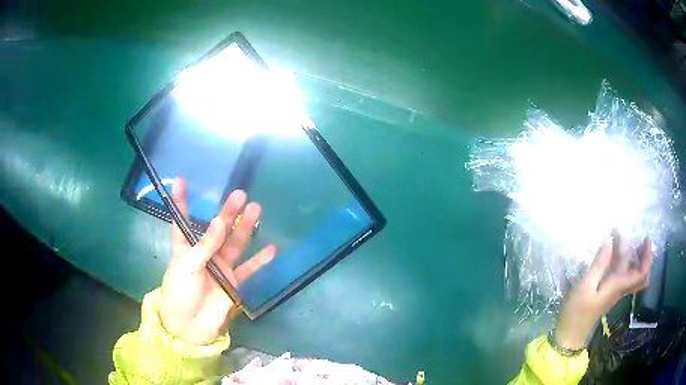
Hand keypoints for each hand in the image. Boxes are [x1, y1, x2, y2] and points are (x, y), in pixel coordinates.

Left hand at [159, 178, 275, 344]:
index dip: (181, 202)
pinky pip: (249, 269)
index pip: (182, 221)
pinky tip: (271, 249)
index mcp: (185, 248)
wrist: (190, 326)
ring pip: (235, 243)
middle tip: (239, 195)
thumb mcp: (186, 265)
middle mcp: (204, 254)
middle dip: (227, 212)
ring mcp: (221, 268)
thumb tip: (220, 222)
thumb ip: (205, 245)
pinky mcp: (233, 283)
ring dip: (245, 228)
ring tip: (256, 210)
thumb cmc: (180, 292)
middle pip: (216, 229)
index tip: (180, 181)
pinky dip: (260, 260)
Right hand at [554, 234, 650, 349]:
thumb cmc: (577, 311)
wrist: (570, 333)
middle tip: (640, 239)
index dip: (647, 255)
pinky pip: (624, 276)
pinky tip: (616, 254)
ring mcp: (615, 291)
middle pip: (641, 275)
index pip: (641, 273)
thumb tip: (608, 240)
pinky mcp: (609, 292)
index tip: (645, 238)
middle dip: (644, 257)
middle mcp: (621, 288)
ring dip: (635, 258)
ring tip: (628, 241)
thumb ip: (599, 265)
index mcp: (618, 286)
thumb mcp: (585, 287)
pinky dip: (626, 264)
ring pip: (633, 275)